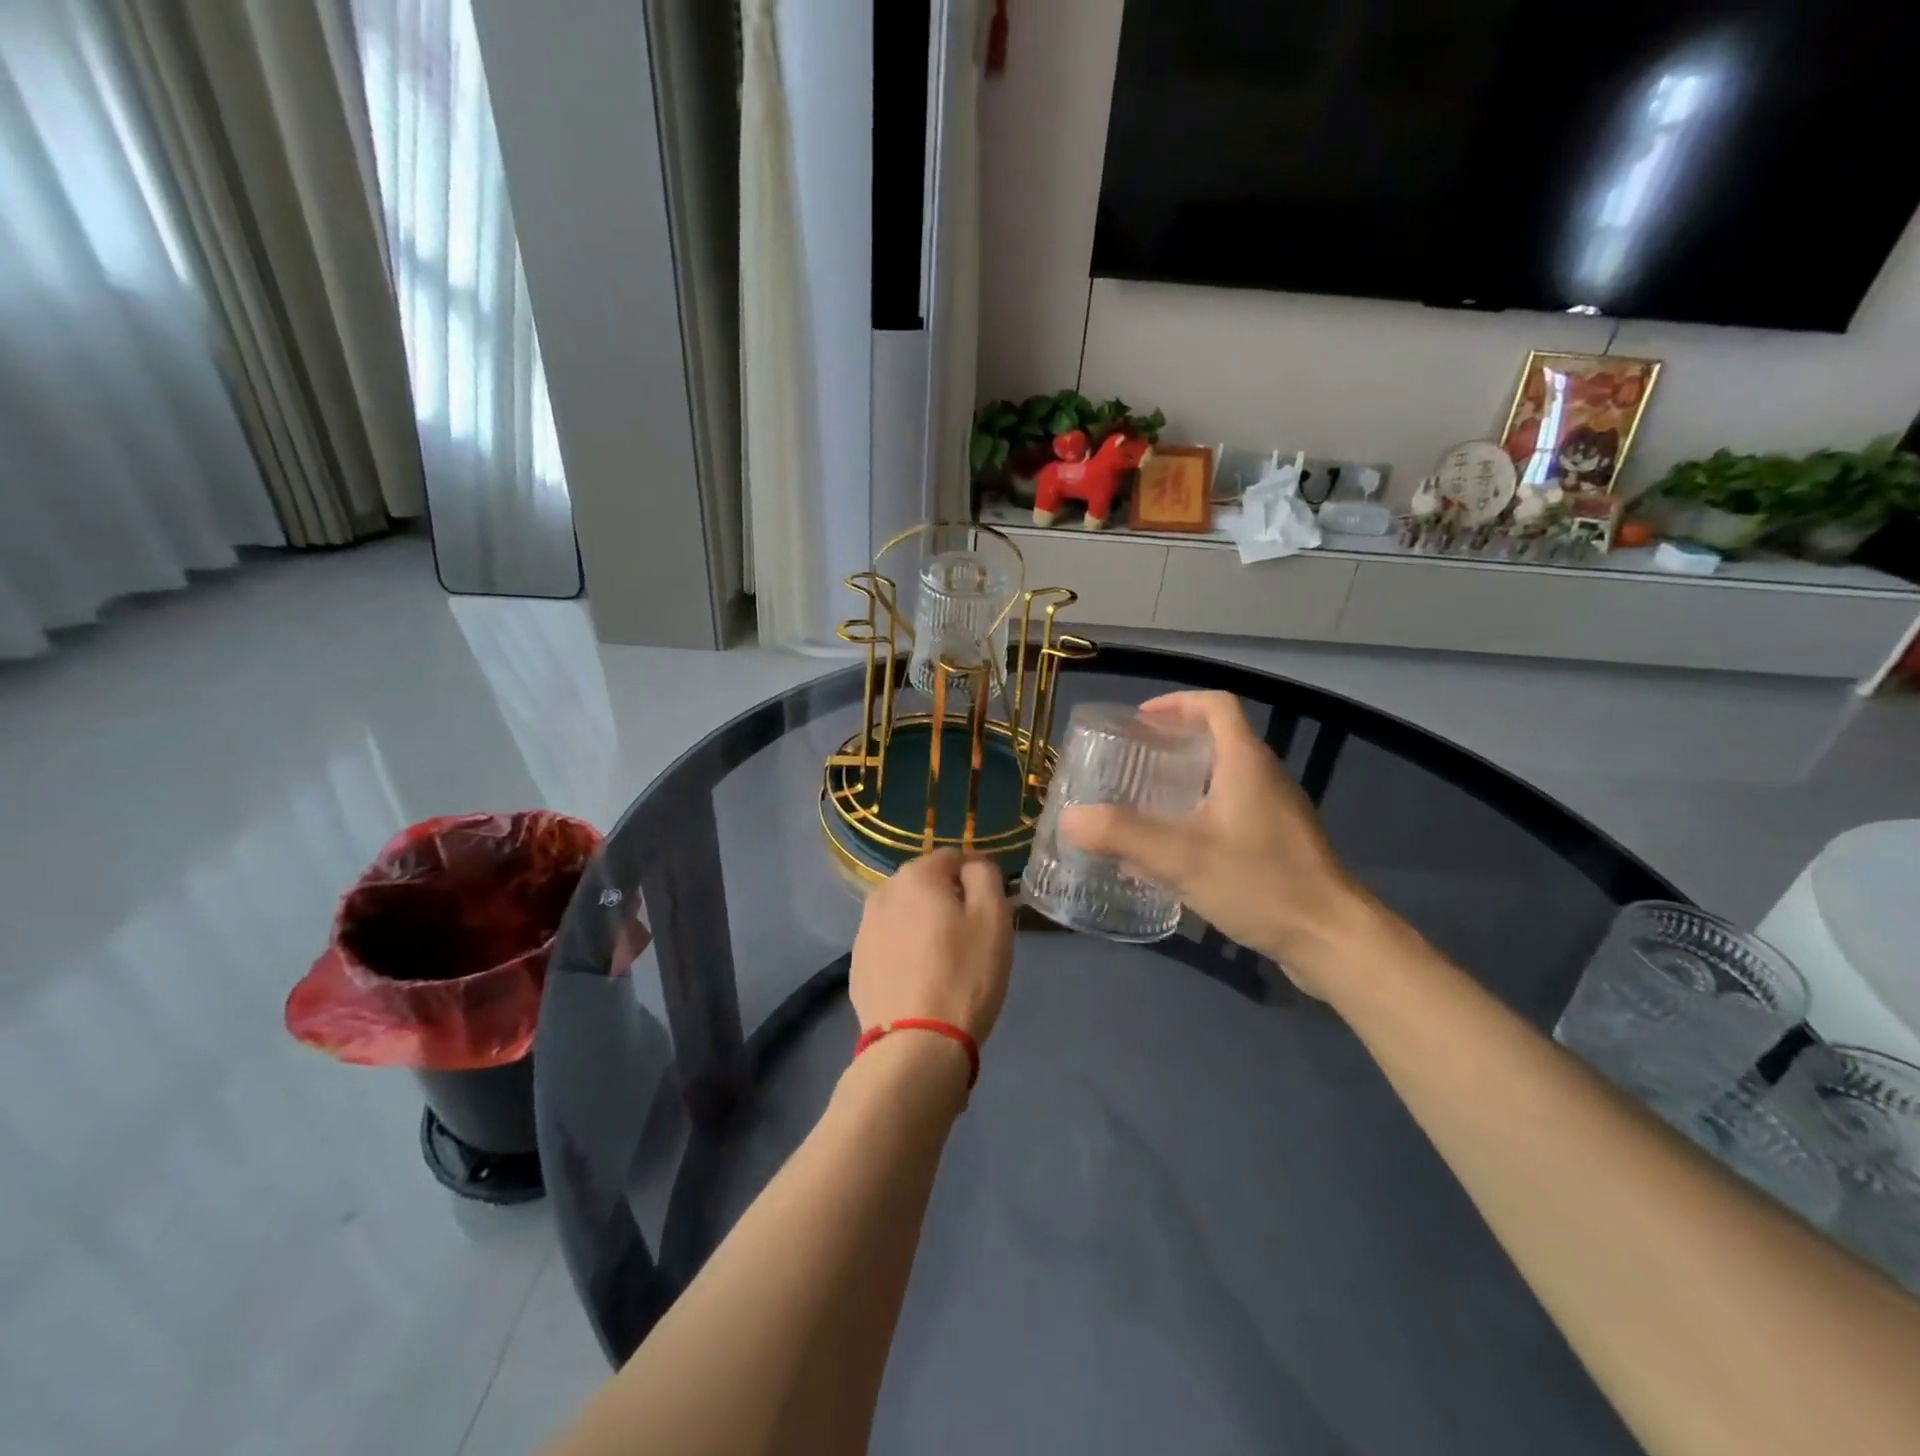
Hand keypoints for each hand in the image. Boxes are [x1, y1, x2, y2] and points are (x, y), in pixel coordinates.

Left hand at [850, 849, 1013, 1042]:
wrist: (916, 1044)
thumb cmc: (964, 975)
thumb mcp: (993, 918)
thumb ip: (985, 876)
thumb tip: (973, 866)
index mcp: (917, 876)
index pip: (953, 857)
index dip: (977, 873)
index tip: (994, 900)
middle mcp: (883, 893)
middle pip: (925, 883)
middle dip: (949, 897)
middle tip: (972, 932)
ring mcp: (864, 929)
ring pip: (905, 912)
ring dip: (924, 922)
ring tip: (946, 956)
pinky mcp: (857, 962)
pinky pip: (890, 941)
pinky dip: (906, 948)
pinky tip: (921, 976)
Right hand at [1060, 691, 1376, 996]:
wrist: (1332, 939)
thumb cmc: (1260, 883)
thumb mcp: (1181, 857)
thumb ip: (1123, 835)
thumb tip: (1070, 818)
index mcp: (1245, 763)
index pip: (1216, 705)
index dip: (1177, 703)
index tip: (1141, 721)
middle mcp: (1265, 778)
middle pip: (1218, 741)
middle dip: (1172, 746)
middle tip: (1131, 765)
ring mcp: (1276, 813)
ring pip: (1224, 781)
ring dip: (1185, 785)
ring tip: (1144, 807)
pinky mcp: (1280, 846)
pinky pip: (1232, 815)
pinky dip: (1199, 819)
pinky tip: (1174, 857)